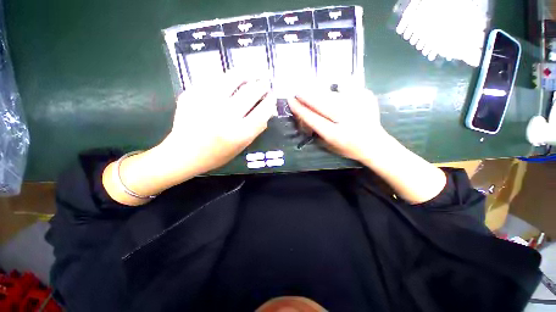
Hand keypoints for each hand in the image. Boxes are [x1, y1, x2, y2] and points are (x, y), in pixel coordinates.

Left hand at [162, 74, 275, 174]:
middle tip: (265, 81)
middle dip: (262, 85)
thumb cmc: (217, 154)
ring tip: (251, 73)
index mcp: (239, 133)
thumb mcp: (241, 147)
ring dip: (246, 73)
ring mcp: (207, 102)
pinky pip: (214, 79)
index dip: (270, 101)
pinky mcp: (192, 94)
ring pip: (232, 78)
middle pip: (250, 92)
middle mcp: (225, 116)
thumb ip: (256, 129)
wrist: (184, 153)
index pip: (262, 111)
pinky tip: (231, 78)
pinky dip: (226, 77)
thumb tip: (267, 109)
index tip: (272, 95)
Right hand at [290, 86, 446, 204]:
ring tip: (309, 90)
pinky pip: (347, 89)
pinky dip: (337, 89)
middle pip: (322, 104)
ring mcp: (358, 107)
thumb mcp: (329, 145)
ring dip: (318, 92)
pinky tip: (333, 90)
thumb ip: (317, 131)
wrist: (374, 144)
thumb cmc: (348, 148)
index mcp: (335, 135)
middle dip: (307, 96)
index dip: (300, 109)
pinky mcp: (366, 98)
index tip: (291, 101)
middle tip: (297, 91)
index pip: (313, 119)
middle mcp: (346, 120)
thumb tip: (306, 114)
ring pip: (333, 95)